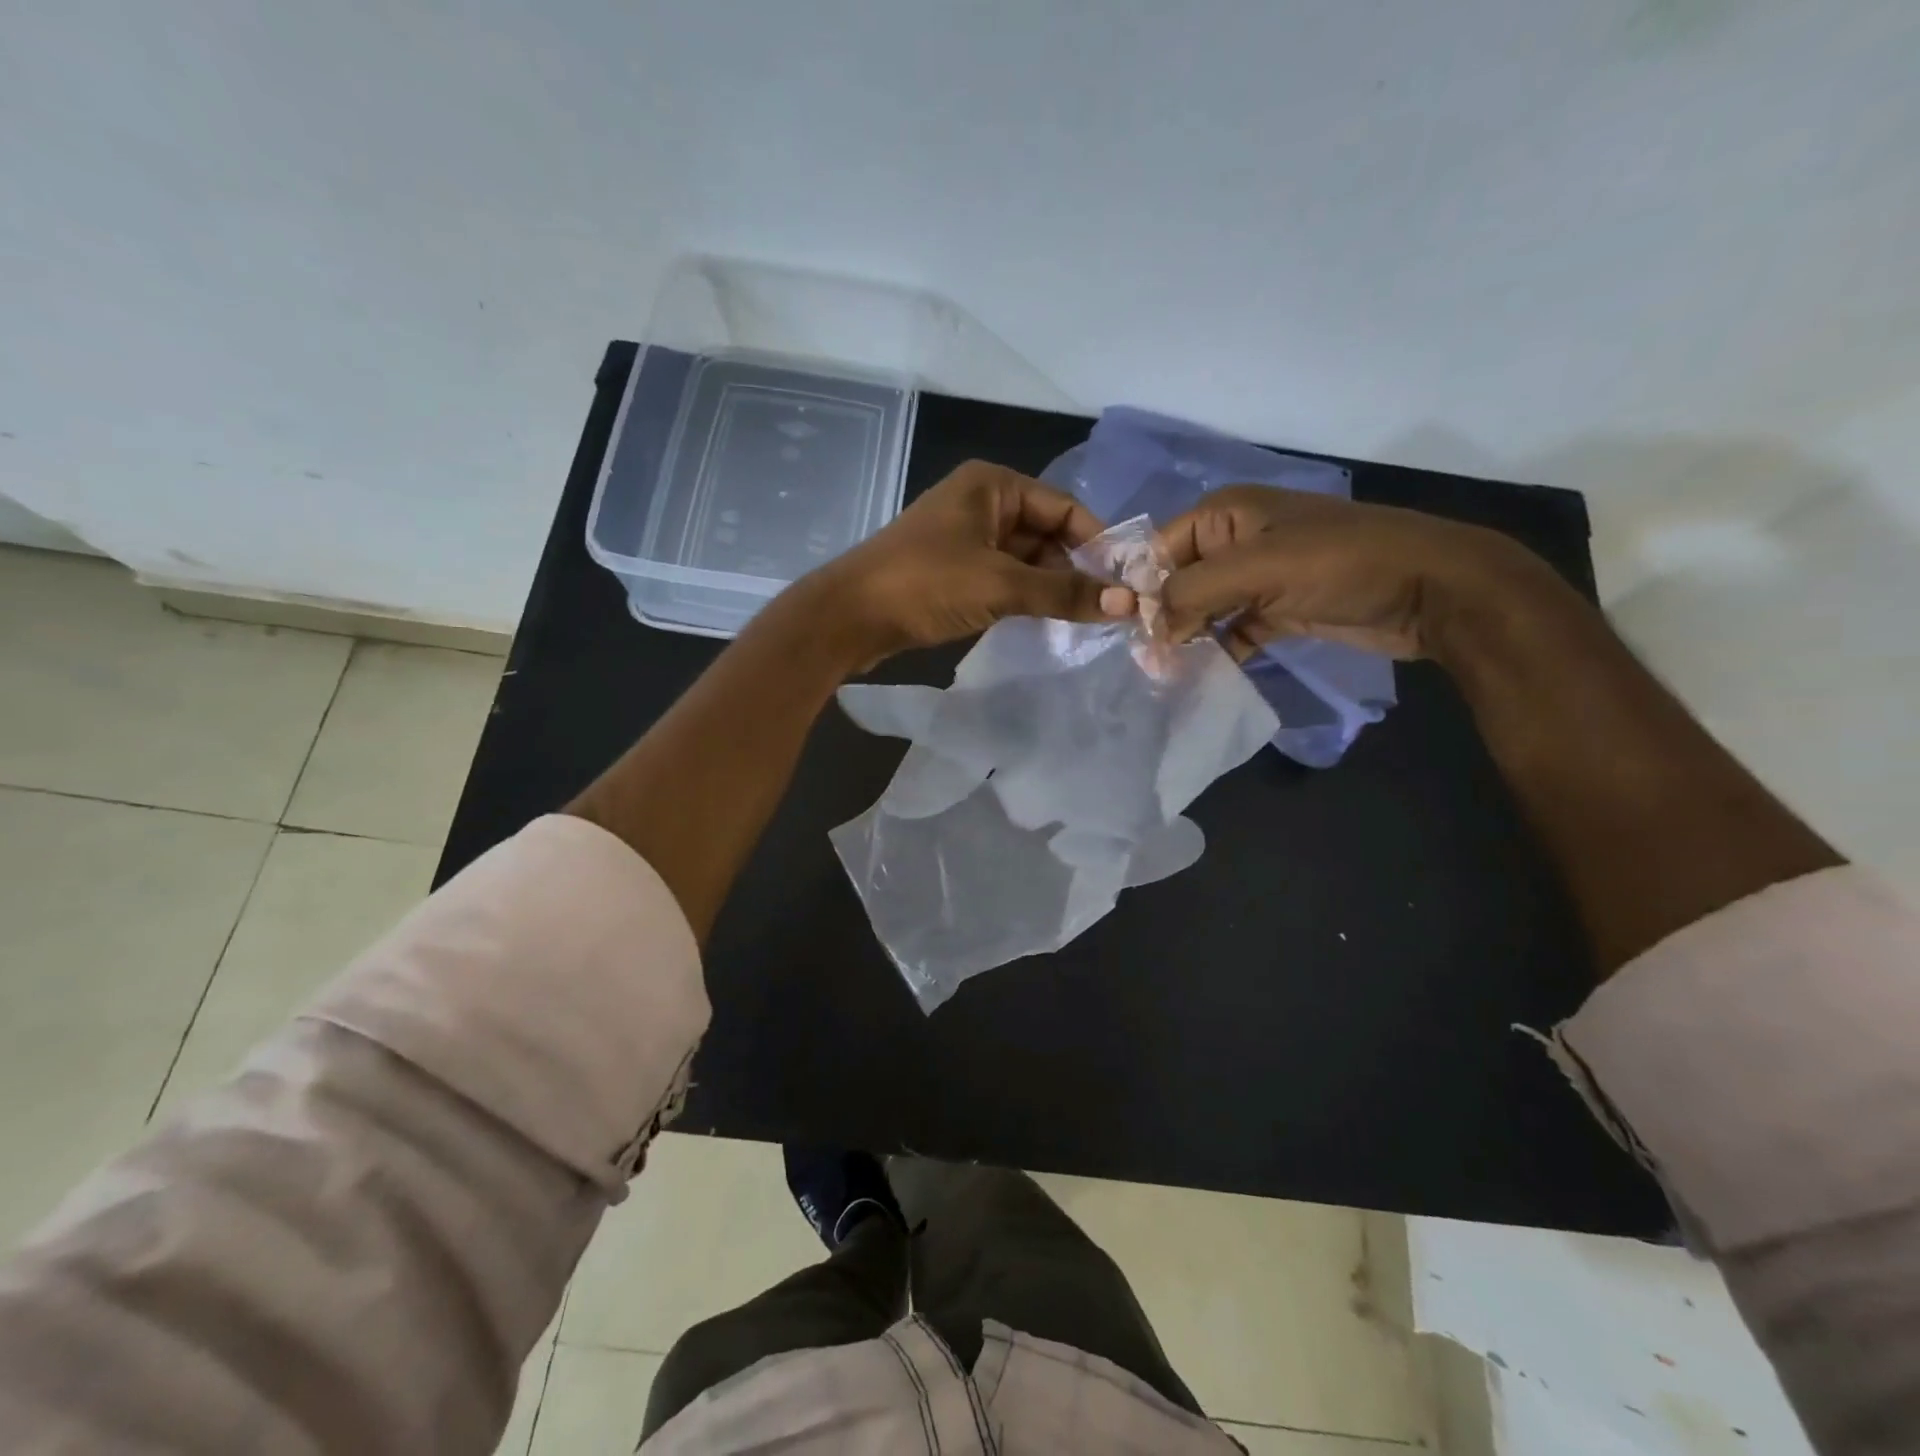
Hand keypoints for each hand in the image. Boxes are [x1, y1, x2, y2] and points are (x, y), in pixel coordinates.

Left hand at [814, 460, 1131, 661]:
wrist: (849, 616)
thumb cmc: (925, 584)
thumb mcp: (999, 585)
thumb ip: (1063, 592)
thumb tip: (1129, 603)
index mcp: (993, 485)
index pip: (1064, 508)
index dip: (1097, 543)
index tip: (1127, 582)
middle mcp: (982, 502)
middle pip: (1047, 533)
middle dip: (1075, 569)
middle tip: (1110, 608)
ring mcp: (966, 538)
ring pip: (1026, 559)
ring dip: (1051, 587)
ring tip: (1086, 620)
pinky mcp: (954, 570)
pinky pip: (1004, 577)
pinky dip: (1025, 596)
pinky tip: (1047, 621)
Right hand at [1157, 485, 1535, 660]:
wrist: (1431, 590)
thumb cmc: (1341, 564)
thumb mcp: (1258, 568)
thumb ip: (1193, 592)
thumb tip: (1151, 628)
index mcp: (1227, 514)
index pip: (1160, 549)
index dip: (1142, 588)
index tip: (1131, 632)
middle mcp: (1237, 541)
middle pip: (1179, 580)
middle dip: (1162, 618)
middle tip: (1149, 662)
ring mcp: (1259, 577)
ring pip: (1203, 609)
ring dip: (1187, 638)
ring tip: (1168, 674)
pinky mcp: (1278, 609)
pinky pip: (1232, 630)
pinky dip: (1217, 650)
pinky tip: (1203, 675)